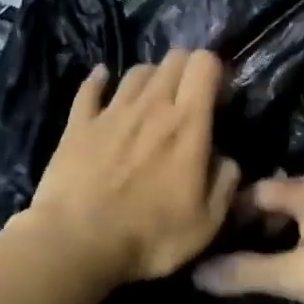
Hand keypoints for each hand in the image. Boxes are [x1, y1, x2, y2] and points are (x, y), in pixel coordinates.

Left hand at [25, 50, 240, 285]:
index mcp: (188, 125)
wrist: (77, 244)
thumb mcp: (207, 223)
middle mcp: (151, 106)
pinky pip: (90, 88)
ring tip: (153, 99)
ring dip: (151, 77)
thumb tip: (226, 160)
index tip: (218, 96)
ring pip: (137, 71)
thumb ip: (224, 184)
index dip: (215, 71)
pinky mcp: (77, 124)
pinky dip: (99, 80)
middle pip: (173, 59)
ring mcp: (111, 112)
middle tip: (189, 97)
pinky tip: (102, 80)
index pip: (204, 65)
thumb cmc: (150, 237)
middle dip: (186, 69)